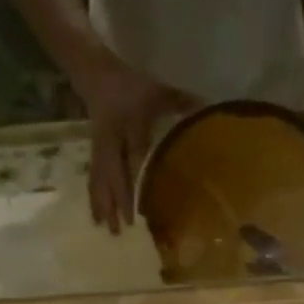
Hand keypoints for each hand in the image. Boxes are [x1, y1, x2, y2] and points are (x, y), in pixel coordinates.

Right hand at [77, 60, 196, 233]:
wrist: (96, 74)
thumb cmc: (132, 85)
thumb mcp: (158, 90)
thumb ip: (182, 102)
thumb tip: (209, 110)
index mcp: (129, 124)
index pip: (134, 153)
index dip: (136, 176)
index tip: (143, 197)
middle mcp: (112, 141)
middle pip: (113, 174)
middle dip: (118, 201)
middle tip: (124, 227)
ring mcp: (101, 149)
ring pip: (100, 180)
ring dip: (103, 205)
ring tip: (107, 229)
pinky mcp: (95, 154)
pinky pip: (94, 179)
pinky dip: (96, 199)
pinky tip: (98, 218)